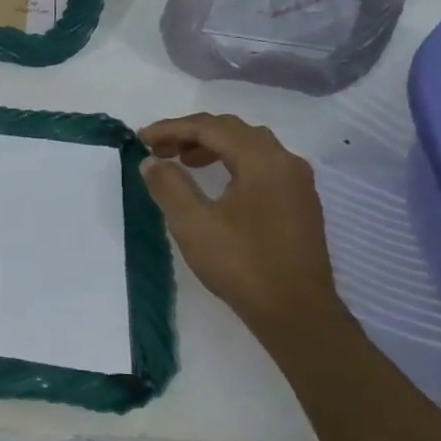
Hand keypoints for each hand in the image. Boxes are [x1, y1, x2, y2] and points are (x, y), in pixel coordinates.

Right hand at [137, 113, 344, 338]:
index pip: (211, 128)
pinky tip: (216, 185)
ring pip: (250, 147)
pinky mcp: (299, 203)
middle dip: (192, 134)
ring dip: (213, 147)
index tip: (141, 138)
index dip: (172, 129)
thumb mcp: (193, 224)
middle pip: (233, 131)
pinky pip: (262, 166)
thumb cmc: (242, 264)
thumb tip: (151, 161)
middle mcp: (286, 162)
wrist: (296, 312)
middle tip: (158, 148)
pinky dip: (232, 163)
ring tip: (183, 162)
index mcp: (262, 160)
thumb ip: (169, 185)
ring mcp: (298, 183)